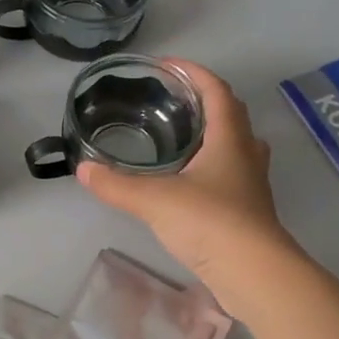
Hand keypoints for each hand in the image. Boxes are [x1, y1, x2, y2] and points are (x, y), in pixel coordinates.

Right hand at [80, 62, 338, 338]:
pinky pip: (232, 173)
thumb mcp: (154, 200)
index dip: (194, 72)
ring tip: (180, 135)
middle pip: (232, 114)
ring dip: (213, 133)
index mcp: (229, 139)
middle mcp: (246, 155)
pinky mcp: (249, 211)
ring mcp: (252, 184)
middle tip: (173, 99)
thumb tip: (83, 169)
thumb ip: (117, 184)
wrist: (255, 274)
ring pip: (236, 145)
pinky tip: (188, 179)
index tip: (167, 64)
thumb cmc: (210, 222)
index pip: (216, 91)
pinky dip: (211, 164)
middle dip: (205, 100)